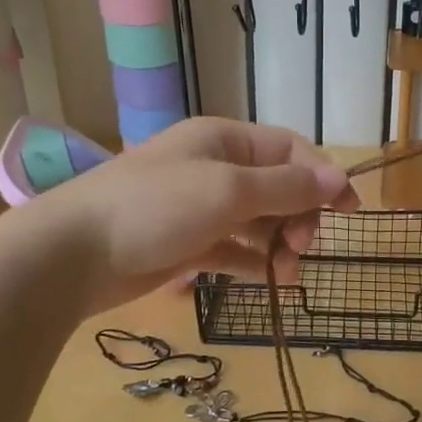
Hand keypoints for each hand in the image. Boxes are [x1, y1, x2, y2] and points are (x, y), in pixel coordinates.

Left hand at [39, 117, 357, 310]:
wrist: (72, 253)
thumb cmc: (156, 207)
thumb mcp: (230, 190)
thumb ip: (288, 187)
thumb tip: (339, 179)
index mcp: (225, 140)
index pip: (290, 149)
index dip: (323, 176)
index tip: (350, 211)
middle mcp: (215, 168)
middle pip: (278, 186)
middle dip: (299, 215)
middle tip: (301, 247)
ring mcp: (199, 207)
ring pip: (258, 221)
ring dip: (280, 244)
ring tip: (288, 274)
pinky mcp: (186, 243)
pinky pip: (234, 248)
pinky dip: (254, 262)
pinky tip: (271, 280)